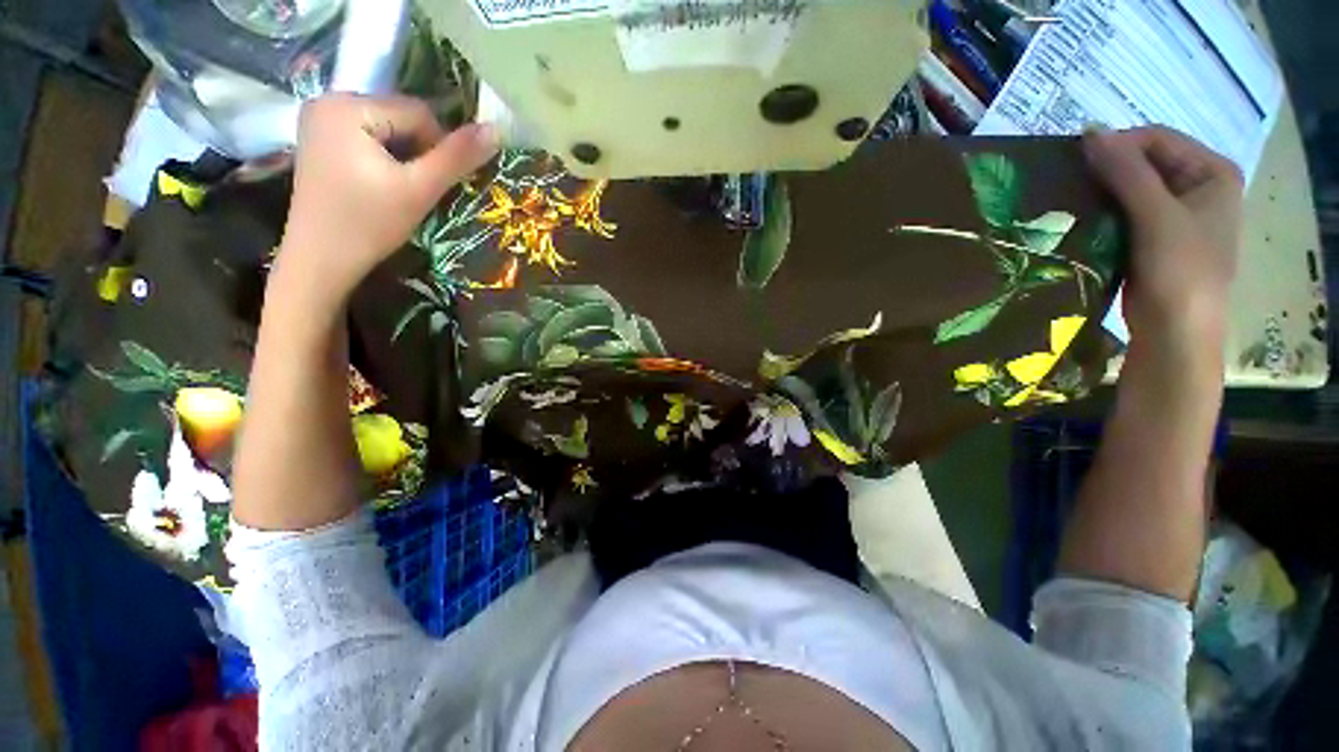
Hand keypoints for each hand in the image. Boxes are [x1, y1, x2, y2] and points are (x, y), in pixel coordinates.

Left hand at [276, 93, 498, 304]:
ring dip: (404, 159)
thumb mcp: (420, 190)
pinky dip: (384, 160)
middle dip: (418, 154)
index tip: (432, 186)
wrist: (321, 261)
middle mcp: (328, 100)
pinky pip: (368, 139)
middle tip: (414, 190)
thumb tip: (496, 130)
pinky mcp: (319, 140)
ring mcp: (319, 120)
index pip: (418, 113)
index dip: (439, 150)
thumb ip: (457, 158)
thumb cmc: (369, 224)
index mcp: (347, 105)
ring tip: (397, 190)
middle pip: (400, 118)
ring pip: (387, 130)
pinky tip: (379, 186)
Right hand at [1083, 126, 1242, 360]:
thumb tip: (1089, 131)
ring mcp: (1175, 214)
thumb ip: (1127, 172)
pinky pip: (1124, 213)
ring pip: (1131, 189)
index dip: (1118, 145)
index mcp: (1212, 172)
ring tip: (1066, 200)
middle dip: (1106, 170)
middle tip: (1066, 182)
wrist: (1175, 334)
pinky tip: (1077, 219)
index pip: (1158, 140)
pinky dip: (1101, 213)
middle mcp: (1197, 187)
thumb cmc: (1181, 272)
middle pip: (1144, 163)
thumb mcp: (1157, 216)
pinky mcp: (1153, 238)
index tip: (1075, 162)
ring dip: (1100, 193)